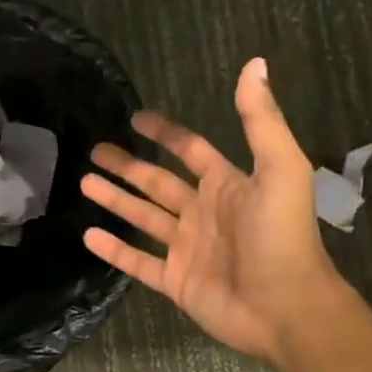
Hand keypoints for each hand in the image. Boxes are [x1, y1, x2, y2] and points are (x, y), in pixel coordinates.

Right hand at [80, 58, 362, 365]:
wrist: (287, 308)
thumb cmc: (282, 235)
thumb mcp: (279, 168)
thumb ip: (260, 119)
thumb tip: (256, 63)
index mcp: (227, 185)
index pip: (190, 150)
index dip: (165, 133)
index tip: (136, 119)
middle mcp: (204, 213)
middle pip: (158, 182)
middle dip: (128, 166)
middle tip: (95, 150)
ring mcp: (188, 249)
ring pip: (144, 218)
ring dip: (116, 200)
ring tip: (84, 183)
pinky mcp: (177, 282)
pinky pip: (139, 263)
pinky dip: (115, 251)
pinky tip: (88, 235)